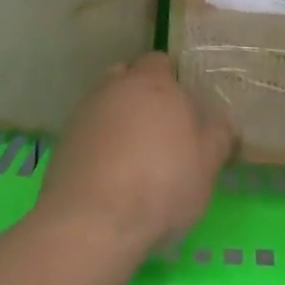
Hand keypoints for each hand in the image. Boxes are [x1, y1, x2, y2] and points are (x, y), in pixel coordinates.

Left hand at [38, 53, 236, 254]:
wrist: (94, 222)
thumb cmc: (162, 184)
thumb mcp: (208, 164)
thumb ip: (218, 135)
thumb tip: (220, 122)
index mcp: (153, 83)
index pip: (160, 63)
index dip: (172, 82)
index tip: (183, 110)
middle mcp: (114, 87)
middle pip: (129, 79)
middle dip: (142, 98)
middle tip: (161, 133)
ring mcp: (84, 114)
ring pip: (106, 105)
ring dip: (118, 121)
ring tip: (134, 158)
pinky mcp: (64, 143)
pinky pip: (89, 133)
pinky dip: (100, 146)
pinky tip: (110, 177)